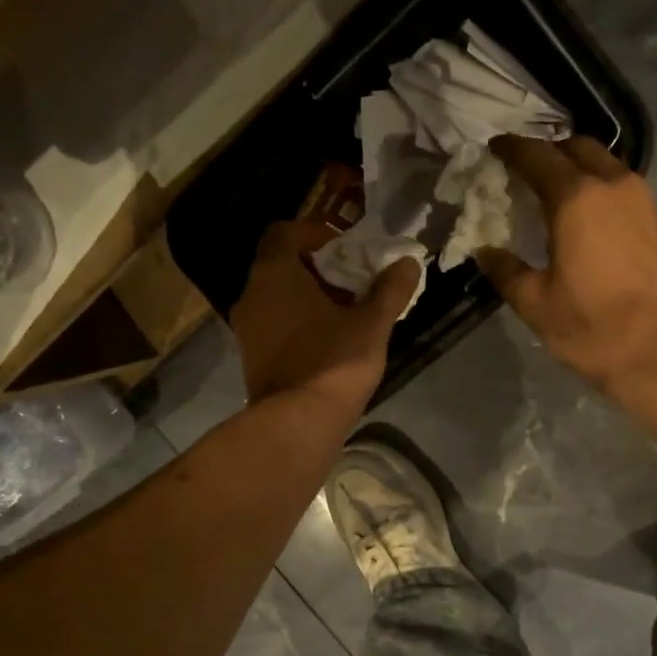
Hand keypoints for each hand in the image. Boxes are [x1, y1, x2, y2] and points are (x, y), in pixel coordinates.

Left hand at [230, 221, 420, 415]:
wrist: (297, 423)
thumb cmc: (333, 362)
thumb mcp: (371, 323)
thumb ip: (390, 289)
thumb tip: (408, 262)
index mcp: (274, 274)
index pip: (285, 232)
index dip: (317, 234)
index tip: (347, 251)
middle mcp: (252, 295)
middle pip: (282, 265)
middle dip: (319, 269)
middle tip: (354, 283)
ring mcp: (247, 328)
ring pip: (277, 297)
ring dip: (309, 297)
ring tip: (346, 313)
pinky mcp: (251, 357)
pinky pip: (274, 324)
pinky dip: (297, 322)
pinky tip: (328, 341)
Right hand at [478, 137, 656, 399]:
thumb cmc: (594, 329)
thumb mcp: (536, 304)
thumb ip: (506, 271)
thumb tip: (485, 251)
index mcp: (576, 199)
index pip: (537, 156)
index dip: (511, 149)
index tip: (494, 150)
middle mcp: (613, 186)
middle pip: (576, 148)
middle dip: (548, 152)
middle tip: (524, 171)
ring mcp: (644, 200)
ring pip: (605, 164)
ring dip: (577, 168)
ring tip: (553, 193)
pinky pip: (623, 188)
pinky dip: (599, 189)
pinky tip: (587, 217)